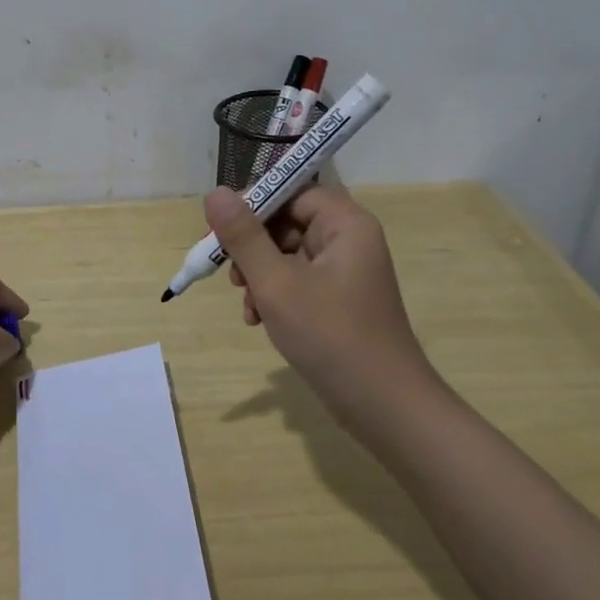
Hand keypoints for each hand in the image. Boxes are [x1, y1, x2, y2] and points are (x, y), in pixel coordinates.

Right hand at [206, 184, 440, 422]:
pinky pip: (299, 281)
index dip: (255, 204)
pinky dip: (275, 295)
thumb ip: (244, 236)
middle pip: (289, 222)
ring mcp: (346, 272)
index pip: (293, 192)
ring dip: (260, 276)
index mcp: (346, 224)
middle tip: (231, 274)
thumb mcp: (277, 284)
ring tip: (249, 306)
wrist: (384, 408)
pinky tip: (260, 320)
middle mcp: (350, 240)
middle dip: (254, 248)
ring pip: (288, 255)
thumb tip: (215, 193)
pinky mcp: (340, 300)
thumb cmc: (331, 336)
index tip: (221, 228)